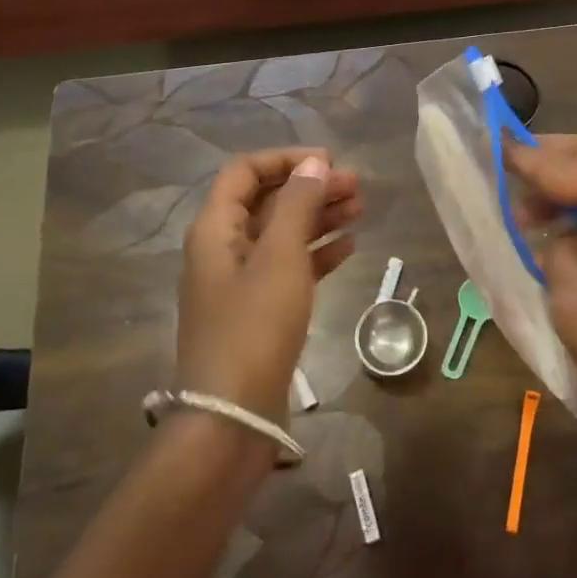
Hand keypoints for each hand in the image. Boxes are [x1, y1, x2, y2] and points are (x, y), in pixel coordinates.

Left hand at [178, 148, 360, 422]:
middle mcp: (223, 248)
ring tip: (360, 209)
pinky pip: (290, 267)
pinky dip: (317, 253)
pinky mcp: (259, 310)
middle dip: (311, 188)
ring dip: (319, 217)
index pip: (245, 172)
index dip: (286, 160)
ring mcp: (241, 281)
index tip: (329, 162)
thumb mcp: (279, 257)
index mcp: (215, 228)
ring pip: (283, 234)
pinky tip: (350, 247)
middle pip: (268, 201)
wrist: (232, 417)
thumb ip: (297, 205)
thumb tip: (315, 164)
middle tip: (357, 186)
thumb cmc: (254, 327)